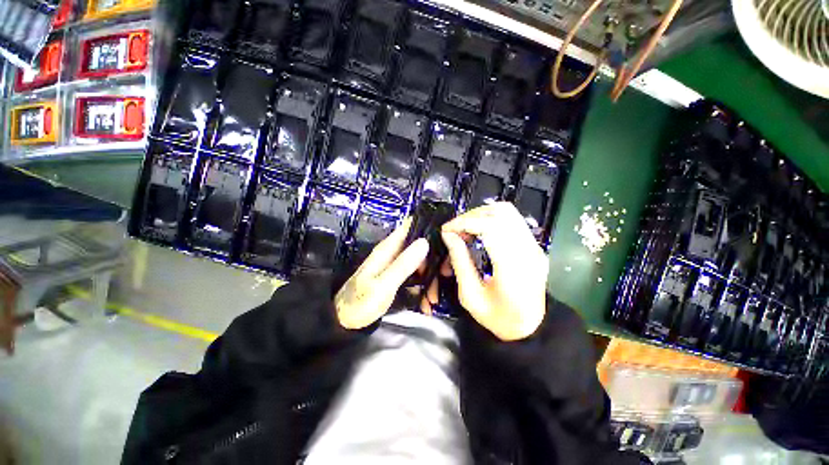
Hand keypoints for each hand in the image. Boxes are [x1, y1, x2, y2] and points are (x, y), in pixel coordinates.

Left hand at [336, 218, 429, 329]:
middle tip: (439, 281)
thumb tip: (425, 242)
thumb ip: (404, 264)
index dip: (427, 228)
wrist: (345, 322)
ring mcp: (395, 265)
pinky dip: (421, 286)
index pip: (409, 227)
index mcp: (388, 249)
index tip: (445, 238)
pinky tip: (425, 302)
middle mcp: (392, 253)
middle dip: (432, 261)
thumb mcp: (384, 284)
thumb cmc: (361, 302)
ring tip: (432, 298)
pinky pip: (414, 276)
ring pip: (419, 263)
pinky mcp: (396, 277)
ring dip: (428, 278)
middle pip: (419, 247)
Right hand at [441, 202, 547, 340]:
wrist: (531, 329)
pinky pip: (511, 219)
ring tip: (465, 230)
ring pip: (507, 211)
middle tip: (454, 231)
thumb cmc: (499, 318)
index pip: (490, 227)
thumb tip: (449, 236)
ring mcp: (534, 245)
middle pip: (499, 213)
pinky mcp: (533, 245)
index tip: (447, 231)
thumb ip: (459, 262)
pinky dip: (490, 219)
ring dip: (481, 215)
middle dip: (471, 217)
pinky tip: (479, 232)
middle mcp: (527, 250)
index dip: (464, 223)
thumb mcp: (471, 296)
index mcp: (512, 267)